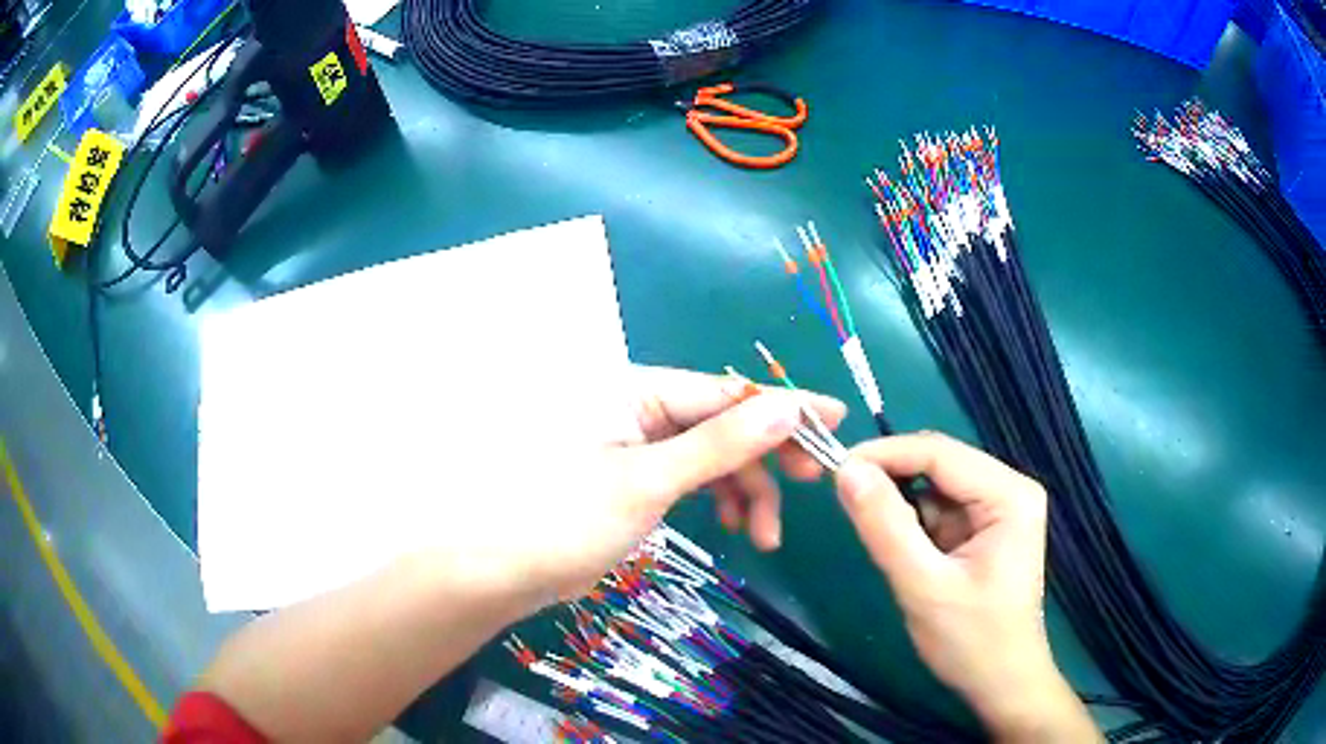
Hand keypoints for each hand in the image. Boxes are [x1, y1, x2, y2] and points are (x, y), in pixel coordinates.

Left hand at [444, 365, 844, 609]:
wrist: (500, 571)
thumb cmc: (563, 520)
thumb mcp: (648, 482)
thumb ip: (720, 445)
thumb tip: (788, 408)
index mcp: (634, 388)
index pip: (725, 391)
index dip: (783, 406)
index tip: (835, 419)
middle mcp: (636, 404)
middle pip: (723, 421)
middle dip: (766, 457)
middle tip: (810, 484)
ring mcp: (635, 442)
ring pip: (712, 454)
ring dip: (744, 489)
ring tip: (762, 536)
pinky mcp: (633, 475)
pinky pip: (690, 475)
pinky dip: (717, 497)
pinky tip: (732, 525)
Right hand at [833, 433, 1098, 740]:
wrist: (1001, 684)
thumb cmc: (972, 641)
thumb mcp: (923, 586)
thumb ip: (886, 527)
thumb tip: (846, 472)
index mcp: (1009, 494)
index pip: (940, 453)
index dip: (884, 454)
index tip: (833, 469)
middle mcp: (1009, 489)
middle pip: (939, 465)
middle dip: (892, 481)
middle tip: (846, 503)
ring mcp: (998, 508)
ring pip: (935, 487)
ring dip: (902, 507)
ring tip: (883, 543)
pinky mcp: (984, 529)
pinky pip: (939, 510)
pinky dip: (913, 525)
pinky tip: (906, 553)